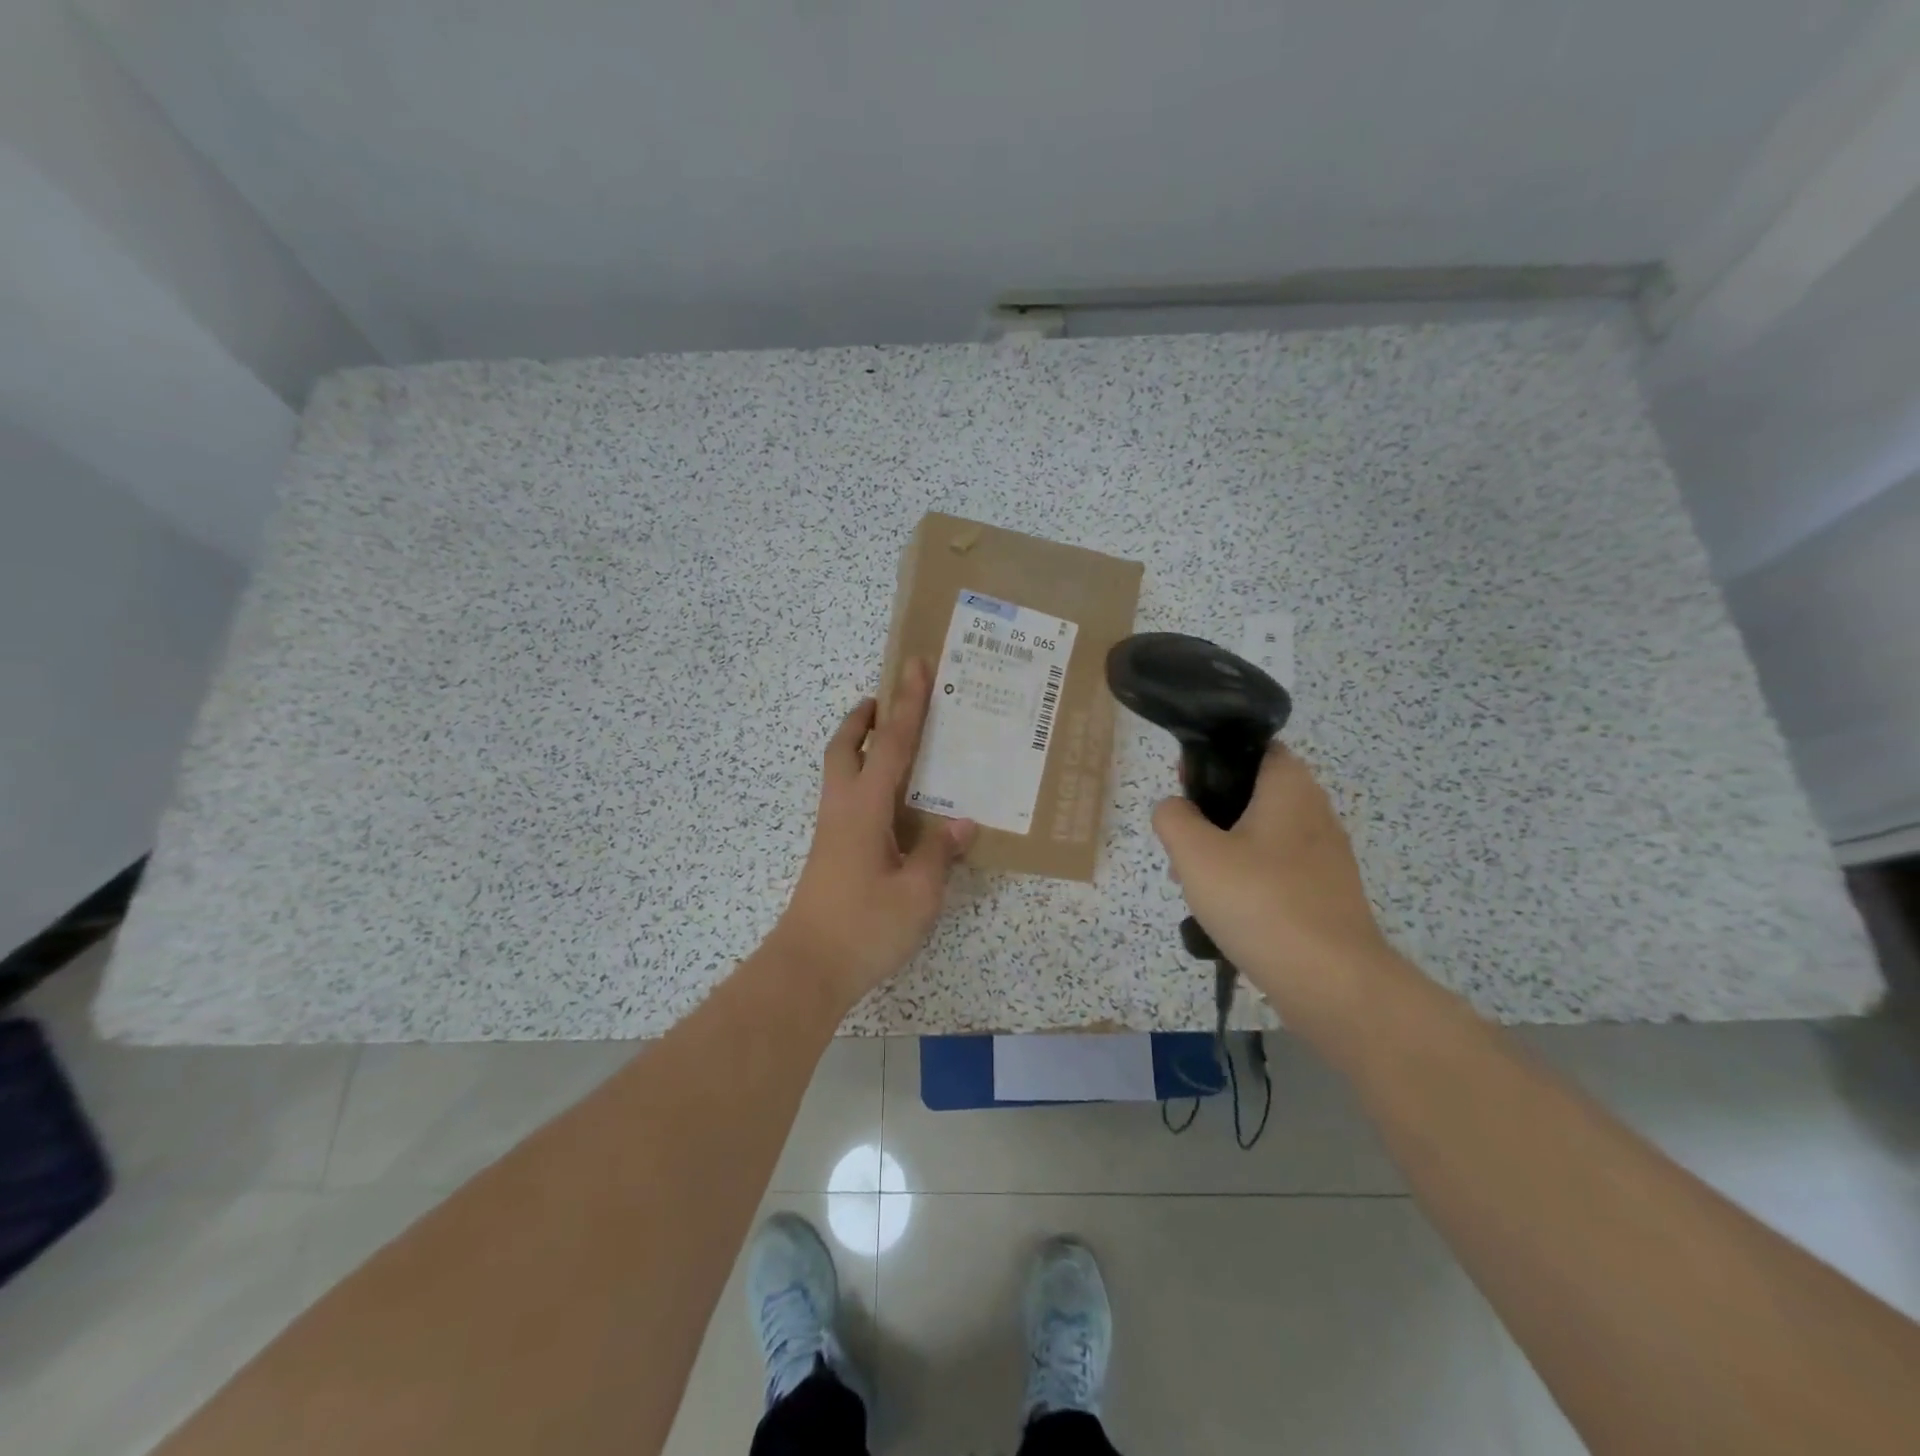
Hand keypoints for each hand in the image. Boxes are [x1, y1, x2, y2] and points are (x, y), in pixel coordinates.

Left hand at [771, 658, 976, 1009]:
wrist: (807, 968)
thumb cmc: (865, 928)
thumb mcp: (918, 893)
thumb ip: (939, 852)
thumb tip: (962, 822)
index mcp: (865, 808)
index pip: (891, 744)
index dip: (908, 704)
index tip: (915, 666)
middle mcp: (843, 808)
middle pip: (846, 745)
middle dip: (866, 715)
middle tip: (889, 698)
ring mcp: (831, 829)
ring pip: (840, 769)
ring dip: (861, 743)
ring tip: (893, 738)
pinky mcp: (831, 849)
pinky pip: (847, 794)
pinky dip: (865, 775)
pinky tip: (891, 799)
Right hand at [1152, 745, 1396, 1015]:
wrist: (1331, 981)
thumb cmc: (1260, 901)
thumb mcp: (1195, 853)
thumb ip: (1173, 817)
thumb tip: (1175, 809)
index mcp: (1290, 786)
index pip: (1253, 748)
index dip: (1213, 761)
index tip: (1184, 790)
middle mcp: (1315, 811)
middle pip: (1253, 796)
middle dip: (1212, 817)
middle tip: (1182, 846)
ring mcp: (1326, 856)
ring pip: (1262, 837)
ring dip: (1225, 854)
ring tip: (1196, 887)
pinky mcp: (1327, 894)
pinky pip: (1277, 873)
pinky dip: (1249, 883)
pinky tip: (1227, 914)